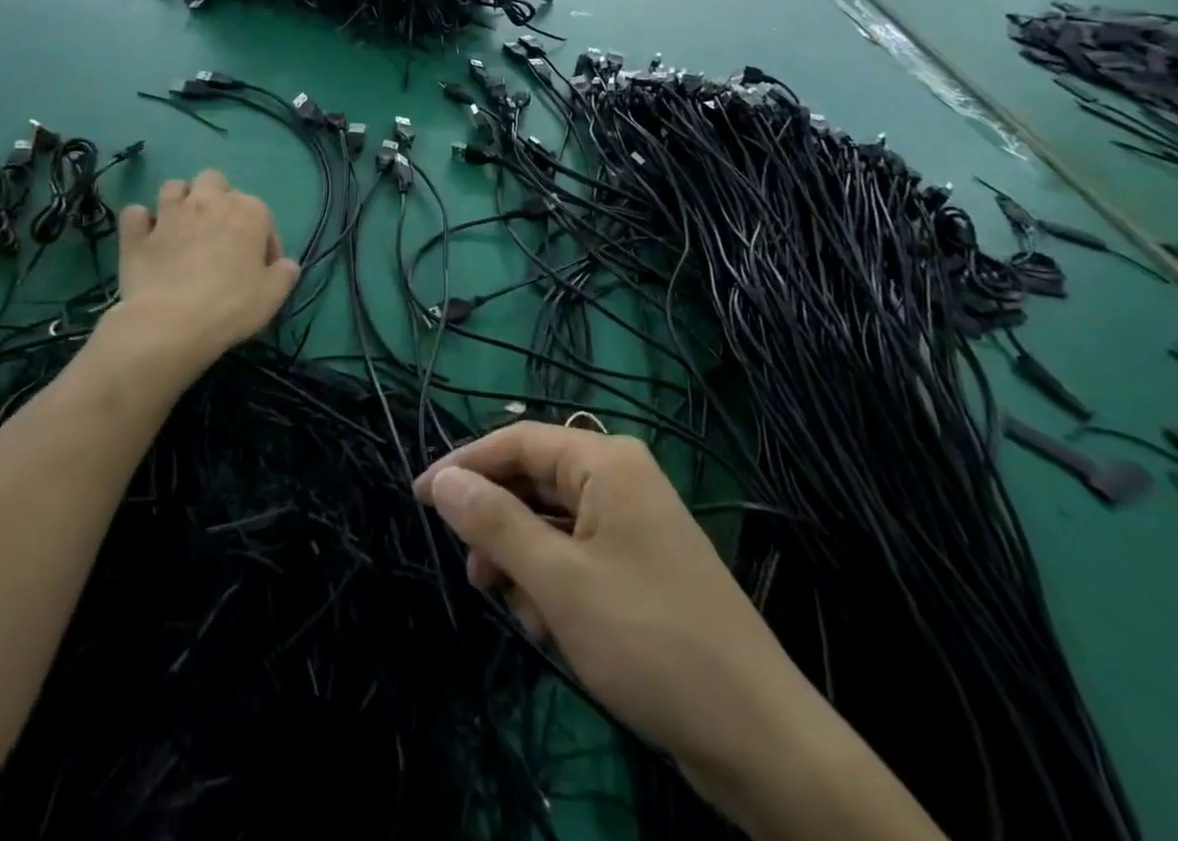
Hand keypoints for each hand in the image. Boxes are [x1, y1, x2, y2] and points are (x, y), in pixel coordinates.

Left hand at [111, 170, 298, 376]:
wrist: (172, 322)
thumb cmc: (231, 306)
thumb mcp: (273, 295)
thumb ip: (285, 274)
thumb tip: (287, 265)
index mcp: (248, 211)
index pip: (263, 215)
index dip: (264, 242)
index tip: (260, 268)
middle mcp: (208, 201)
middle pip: (214, 181)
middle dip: (217, 198)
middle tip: (219, 232)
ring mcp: (169, 213)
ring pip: (173, 187)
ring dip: (179, 201)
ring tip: (183, 227)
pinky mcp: (136, 233)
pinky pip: (135, 214)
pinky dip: (140, 223)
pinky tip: (146, 238)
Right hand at [413, 424, 824, 801]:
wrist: (757, 735)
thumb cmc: (648, 639)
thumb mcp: (557, 581)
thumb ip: (494, 523)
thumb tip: (443, 480)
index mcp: (604, 461)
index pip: (516, 441)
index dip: (464, 465)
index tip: (419, 497)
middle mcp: (619, 477)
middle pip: (534, 481)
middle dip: (499, 526)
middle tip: (474, 574)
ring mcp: (633, 522)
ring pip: (552, 523)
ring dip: (525, 563)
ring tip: (521, 614)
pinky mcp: (641, 564)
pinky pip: (577, 554)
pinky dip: (554, 583)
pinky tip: (552, 628)